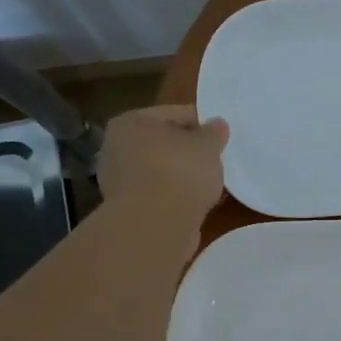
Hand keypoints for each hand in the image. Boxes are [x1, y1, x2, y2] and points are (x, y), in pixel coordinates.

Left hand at [96, 106, 228, 223]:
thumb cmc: (180, 172)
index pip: (174, 114)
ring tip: (210, 184)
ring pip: (160, 171)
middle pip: (163, 143)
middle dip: (189, 151)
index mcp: (131, 122)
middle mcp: (117, 148)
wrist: (155, 225)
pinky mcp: (128, 210)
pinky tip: (196, 204)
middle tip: (216, 160)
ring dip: (182, 176)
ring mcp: (119, 181)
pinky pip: (159, 195)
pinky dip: (176, 197)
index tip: (222, 136)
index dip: (202, 123)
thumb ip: (214, 133)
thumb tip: (217, 125)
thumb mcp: (207, 145)